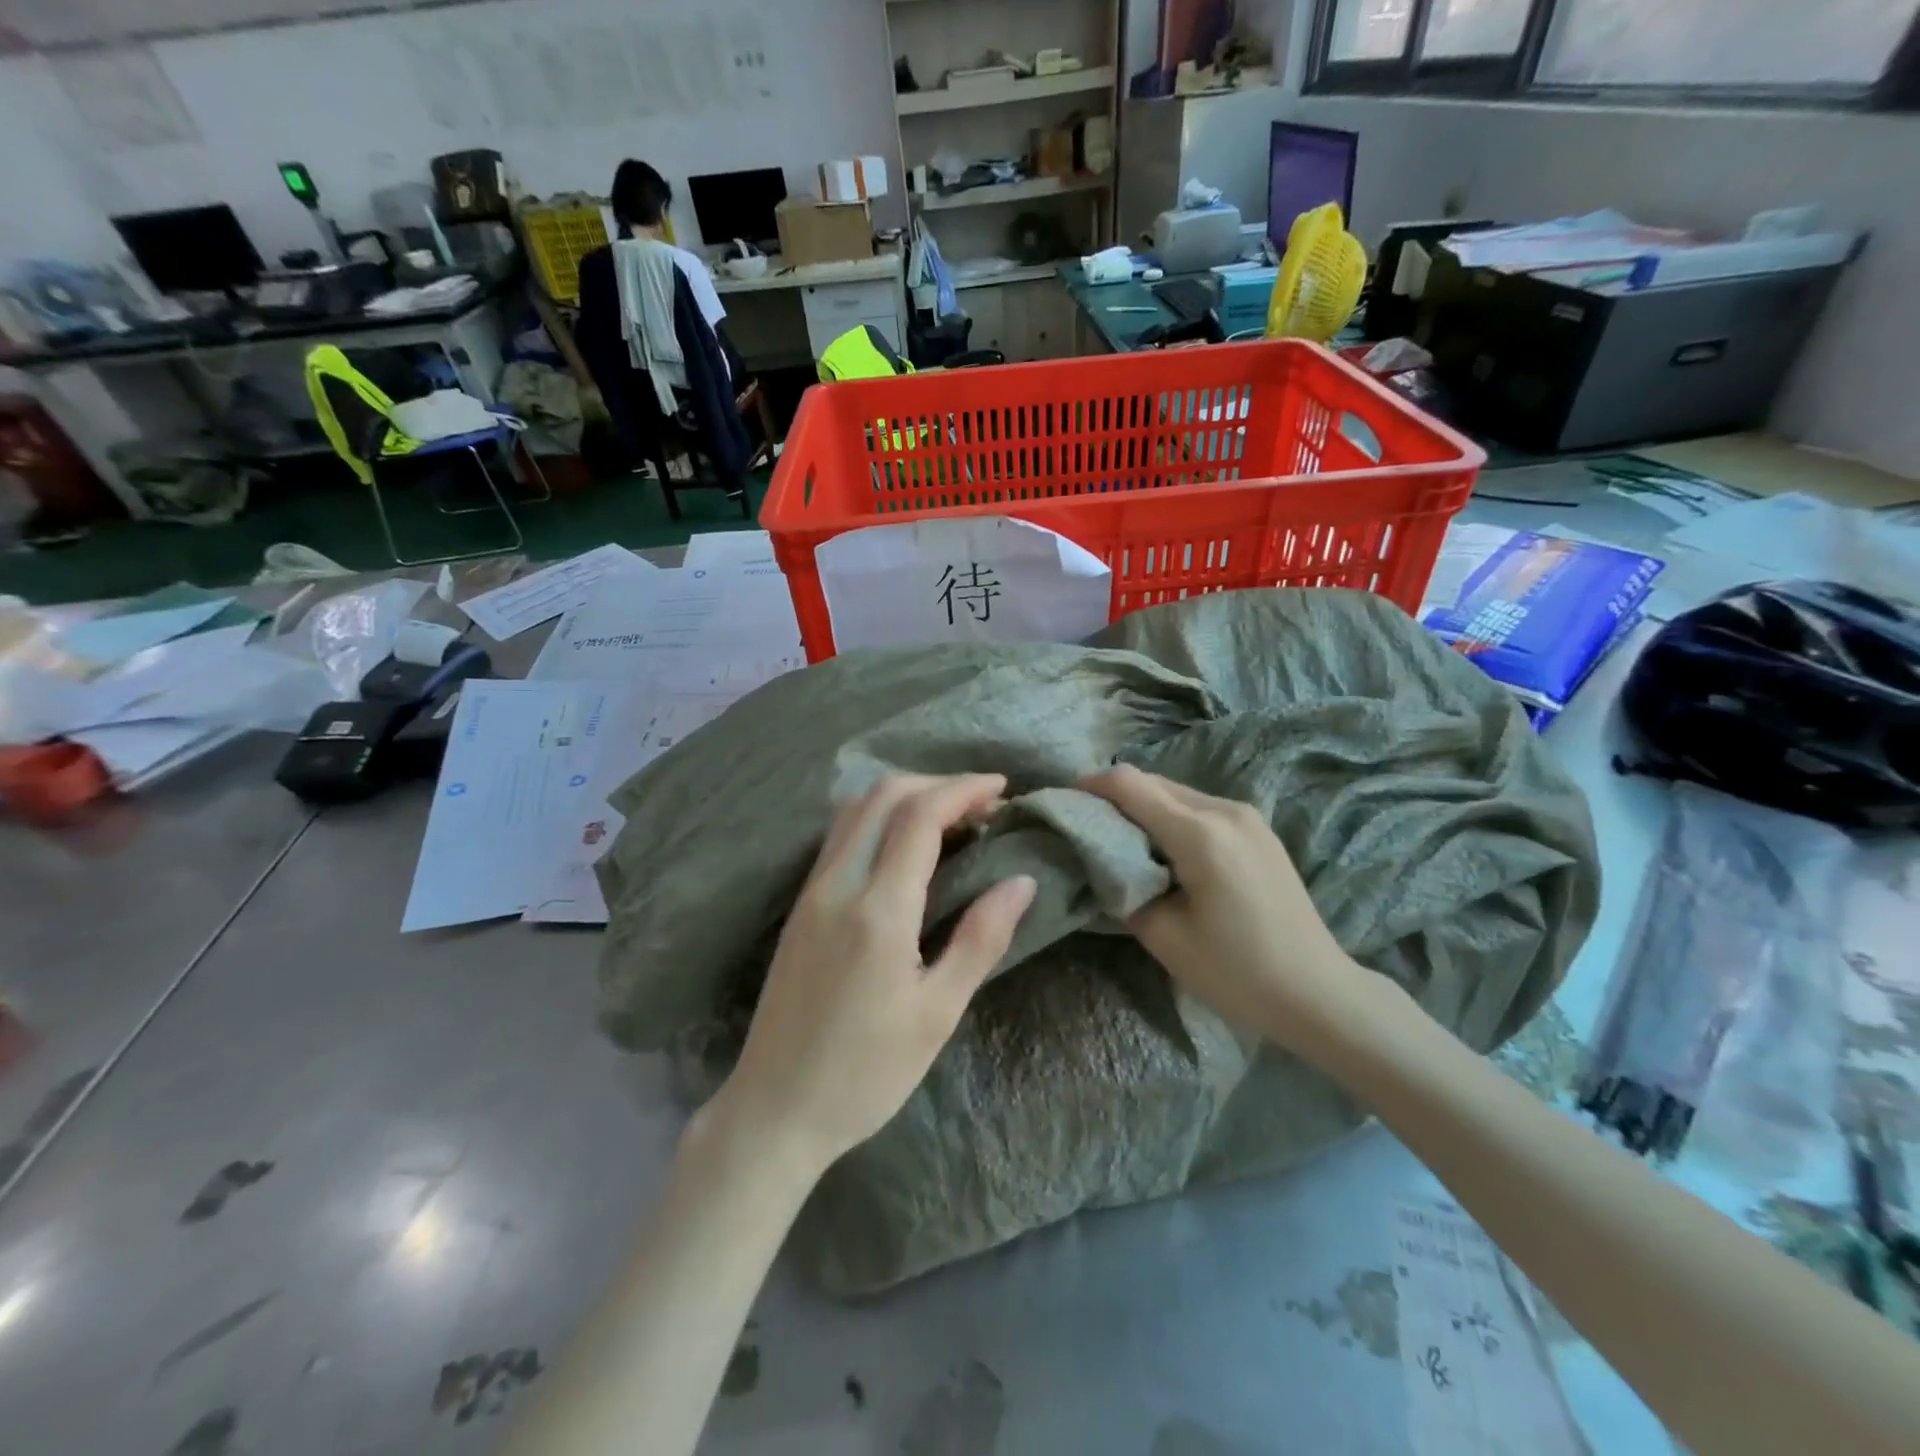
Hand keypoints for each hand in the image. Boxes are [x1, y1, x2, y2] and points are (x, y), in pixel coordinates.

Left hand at [707, 774, 1036, 1178]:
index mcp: (877, 909)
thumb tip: (1021, 881)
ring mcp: (812, 890)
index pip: (920, 816)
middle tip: (982, 804)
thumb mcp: (937, 1013)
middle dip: (937, 784)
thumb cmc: (866, 1072)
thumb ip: (980, 938)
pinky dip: (879, 816)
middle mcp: (838, 883)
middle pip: (884, 795)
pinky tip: (905, 843)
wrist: (775, 1108)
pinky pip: (841, 834)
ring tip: (950, 817)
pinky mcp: (800, 904)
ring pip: (856, 808)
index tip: (1002, 787)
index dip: (963, 789)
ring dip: (905, 795)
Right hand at [1079, 765, 1368, 1053]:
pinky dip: (1169, 818)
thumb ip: (1122, 888)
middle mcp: (1225, 810)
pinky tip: (1160, 849)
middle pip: (1153, 782)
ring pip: (1177, 793)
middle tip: (1082, 825)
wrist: (1319, 995)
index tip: (1061, 801)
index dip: (1090, 786)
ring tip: (1117, 839)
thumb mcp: (1164, 936)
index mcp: (1200, 834)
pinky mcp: (1258, 831)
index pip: (1130, 784)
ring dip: (1142, 807)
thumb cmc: (1238, 973)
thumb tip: (1100, 863)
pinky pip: (1199, 809)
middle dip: (1112, 797)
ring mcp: (1247, 817)